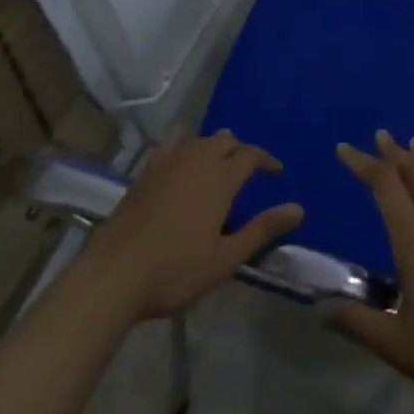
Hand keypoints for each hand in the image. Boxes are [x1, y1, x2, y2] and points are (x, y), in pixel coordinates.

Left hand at [83, 130, 302, 320]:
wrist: (115, 274)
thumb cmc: (175, 271)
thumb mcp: (225, 258)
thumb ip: (262, 230)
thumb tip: (298, 209)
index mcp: (220, 178)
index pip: (251, 155)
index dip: (267, 160)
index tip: (277, 172)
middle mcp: (197, 160)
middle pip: (226, 141)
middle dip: (241, 151)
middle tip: (248, 172)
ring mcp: (168, 162)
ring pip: (200, 139)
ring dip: (214, 146)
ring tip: (219, 165)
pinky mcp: (146, 171)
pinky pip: (172, 143)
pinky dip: (185, 143)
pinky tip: (183, 156)